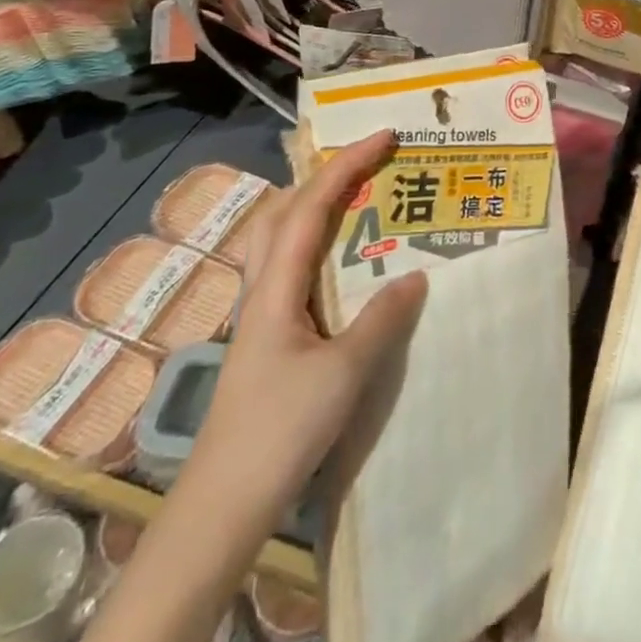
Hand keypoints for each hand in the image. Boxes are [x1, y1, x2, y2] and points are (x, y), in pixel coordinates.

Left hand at [190, 130, 427, 517]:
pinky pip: (291, 269)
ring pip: (280, 239)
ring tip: (357, 197)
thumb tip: (416, 274)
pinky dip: (316, 242)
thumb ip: (382, 319)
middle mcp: (263, 290)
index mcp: (277, 288)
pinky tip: (341, 263)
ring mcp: (261, 315)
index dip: (346, 166)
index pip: (310, 208)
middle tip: (367, 161)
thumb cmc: (281, 430)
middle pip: (282, 212)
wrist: (224, 504)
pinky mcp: (268, 339)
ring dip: (314, 205)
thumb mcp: (345, 373)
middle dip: (323, 176)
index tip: (384, 137)